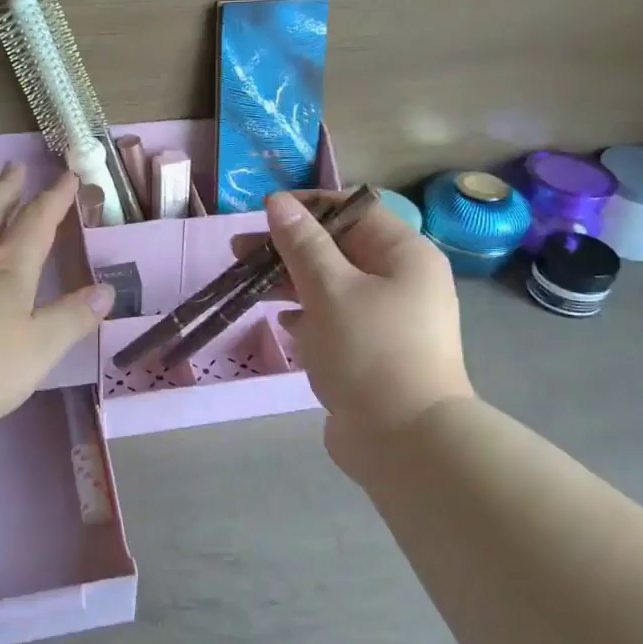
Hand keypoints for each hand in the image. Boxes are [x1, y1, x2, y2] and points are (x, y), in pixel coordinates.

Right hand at [266, 191, 475, 468]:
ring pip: (332, 285)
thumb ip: (302, 244)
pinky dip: (307, 315)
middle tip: (238, 251)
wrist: (404, 441)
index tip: (264, 212)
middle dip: (289, 246)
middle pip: (338, 248)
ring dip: (291, 281)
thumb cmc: (370, 351)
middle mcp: (401, 281)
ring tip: (246, 283)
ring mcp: (387, 320)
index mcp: (404, 255)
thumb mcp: (330, 289)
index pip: (354, 211)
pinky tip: (281, 320)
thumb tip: (279, 202)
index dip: (308, 206)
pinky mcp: (372, 352)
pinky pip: (334, 320)